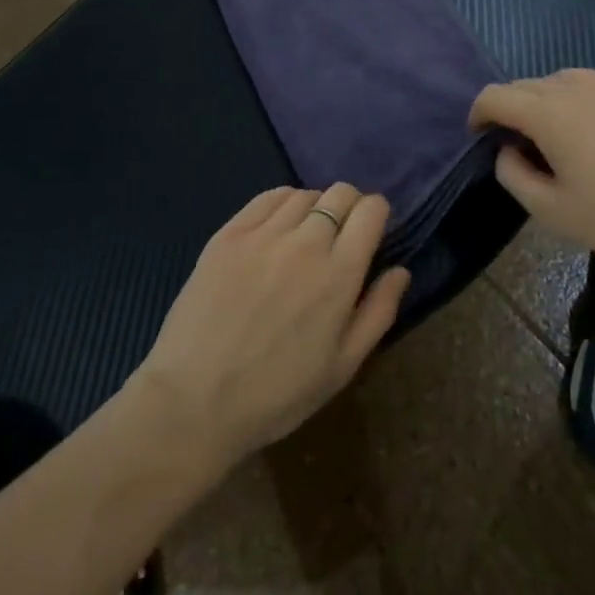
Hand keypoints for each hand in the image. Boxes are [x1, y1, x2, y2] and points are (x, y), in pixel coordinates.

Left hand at [136, 183, 411, 469]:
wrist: (195, 401)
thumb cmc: (277, 394)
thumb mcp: (342, 367)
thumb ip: (378, 312)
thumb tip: (400, 270)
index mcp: (339, 274)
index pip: (371, 211)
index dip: (377, 212)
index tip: (372, 229)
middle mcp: (305, 242)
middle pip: (340, 193)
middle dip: (350, 205)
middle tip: (341, 233)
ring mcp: (263, 234)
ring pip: (303, 193)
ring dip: (315, 206)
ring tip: (306, 233)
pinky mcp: (228, 234)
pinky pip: (266, 198)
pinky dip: (282, 202)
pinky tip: (278, 225)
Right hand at [469, 69, 594, 264]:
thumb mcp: (551, 211)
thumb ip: (513, 175)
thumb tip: (507, 150)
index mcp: (549, 111)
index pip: (493, 96)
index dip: (478, 116)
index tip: (479, 141)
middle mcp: (571, 86)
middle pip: (519, 86)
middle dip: (506, 111)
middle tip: (513, 150)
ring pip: (548, 82)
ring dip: (535, 104)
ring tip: (546, 141)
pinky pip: (576, 85)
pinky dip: (562, 101)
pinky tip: (578, 135)